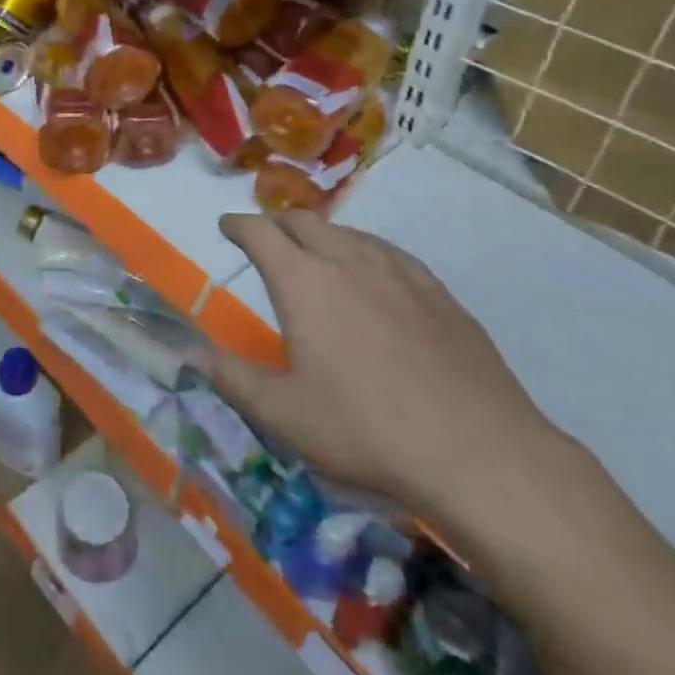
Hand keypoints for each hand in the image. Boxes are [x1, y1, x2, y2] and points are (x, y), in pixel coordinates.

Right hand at [209, 212, 570, 535]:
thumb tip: (193, 355)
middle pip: (305, 222)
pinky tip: (375, 274)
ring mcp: (400, 274)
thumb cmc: (367, 430)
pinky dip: (366, 251)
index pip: (260, 233)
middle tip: (265, 236)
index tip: (227, 226)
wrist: (481, 453)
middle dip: (277, 222)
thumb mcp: (284, 415)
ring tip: (315, 251)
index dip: (238, 225)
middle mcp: (348, 262)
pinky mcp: (440, 294)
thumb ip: (234, 380)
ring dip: (322, 234)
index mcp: (303, 282)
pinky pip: (391, 254)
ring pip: (350, 233)